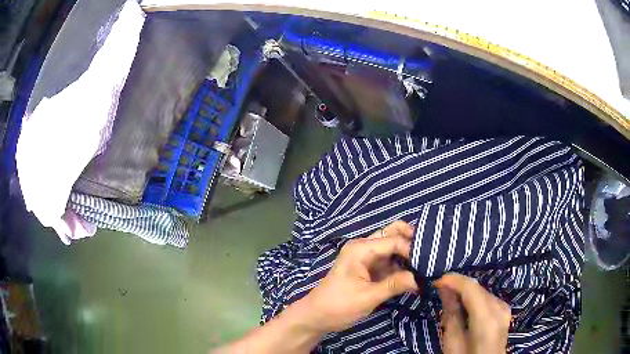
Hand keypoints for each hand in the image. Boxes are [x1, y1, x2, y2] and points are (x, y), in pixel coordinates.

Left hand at [298, 221, 418, 332]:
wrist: (316, 316)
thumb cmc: (339, 306)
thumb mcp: (368, 297)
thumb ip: (395, 285)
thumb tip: (421, 279)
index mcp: (361, 248)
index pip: (393, 240)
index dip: (412, 249)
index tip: (430, 262)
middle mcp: (364, 247)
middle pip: (392, 234)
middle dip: (411, 241)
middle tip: (430, 254)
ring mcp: (367, 258)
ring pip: (392, 247)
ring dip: (408, 254)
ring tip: (428, 264)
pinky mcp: (369, 269)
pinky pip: (389, 262)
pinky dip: (402, 266)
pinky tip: (416, 274)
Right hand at [435, 273, 510, 353]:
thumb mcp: (453, 344)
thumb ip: (451, 316)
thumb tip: (445, 290)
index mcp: (487, 318)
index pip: (471, 288)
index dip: (454, 280)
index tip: (436, 282)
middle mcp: (499, 308)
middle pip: (477, 288)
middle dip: (459, 287)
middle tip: (440, 292)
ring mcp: (505, 309)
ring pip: (482, 291)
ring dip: (466, 293)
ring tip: (450, 300)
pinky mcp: (505, 312)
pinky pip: (487, 298)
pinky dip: (474, 299)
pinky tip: (465, 306)